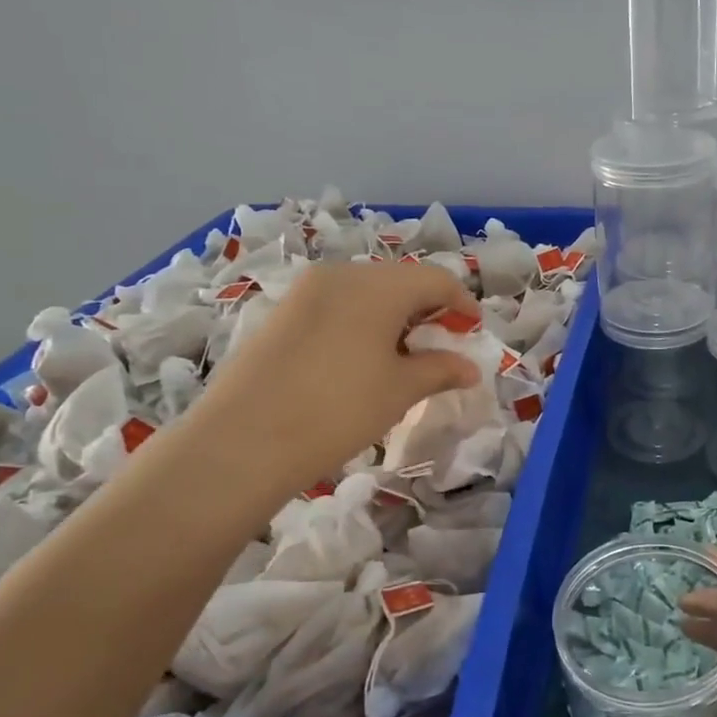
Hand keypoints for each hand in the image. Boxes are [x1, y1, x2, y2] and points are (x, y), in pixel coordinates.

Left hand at [203, 261, 480, 479]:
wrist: (243, 441)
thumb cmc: (338, 410)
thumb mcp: (399, 391)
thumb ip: (440, 370)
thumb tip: (470, 368)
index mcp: (377, 286)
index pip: (436, 279)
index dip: (462, 303)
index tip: (473, 331)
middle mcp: (341, 275)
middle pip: (400, 281)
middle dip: (428, 309)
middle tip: (441, 346)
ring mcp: (306, 292)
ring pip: (366, 292)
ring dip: (394, 317)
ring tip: (403, 357)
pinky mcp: (282, 313)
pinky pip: (336, 306)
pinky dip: (361, 323)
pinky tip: (361, 359)